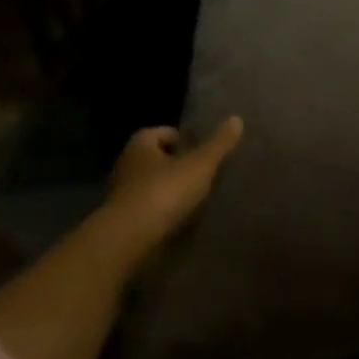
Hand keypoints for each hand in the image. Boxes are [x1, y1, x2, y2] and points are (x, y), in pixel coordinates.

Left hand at [83, 118, 243, 271]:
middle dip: (178, 164)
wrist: (129, 239)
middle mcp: (127, 164)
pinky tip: (180, 218)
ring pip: (152, 184)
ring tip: (196, 198)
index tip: (203, 153)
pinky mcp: (123, 219)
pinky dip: (163, 210)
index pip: (164, 133)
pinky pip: (148, 207)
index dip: (185, 140)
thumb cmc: (165, 191)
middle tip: (203, 174)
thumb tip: (236, 119)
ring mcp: (122, 193)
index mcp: (141, 144)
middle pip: (157, 158)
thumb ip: (219, 143)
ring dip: (170, 189)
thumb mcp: (201, 164)